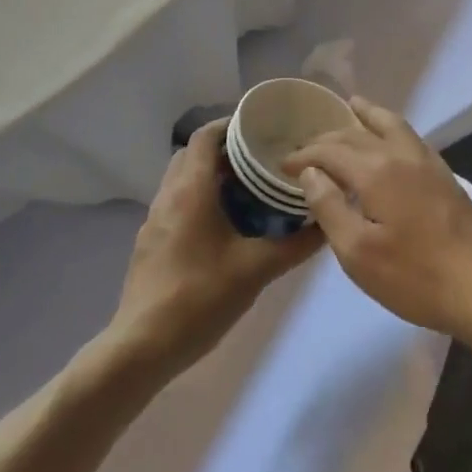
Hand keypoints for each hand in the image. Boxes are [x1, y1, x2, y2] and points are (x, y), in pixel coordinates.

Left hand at [107, 119, 323, 377]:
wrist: (142, 346)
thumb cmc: (200, 297)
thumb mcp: (257, 270)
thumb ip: (296, 245)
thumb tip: (329, 222)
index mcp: (191, 190)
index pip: (205, 136)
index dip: (231, 124)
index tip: (262, 128)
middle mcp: (168, 196)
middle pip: (193, 154)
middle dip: (225, 149)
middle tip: (261, 158)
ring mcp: (155, 220)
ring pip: (183, 179)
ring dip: (211, 175)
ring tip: (249, 188)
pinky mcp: (151, 242)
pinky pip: (177, 203)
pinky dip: (200, 198)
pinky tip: (225, 224)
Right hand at [285, 98, 471, 344]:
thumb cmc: (416, 277)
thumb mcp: (358, 253)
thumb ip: (330, 207)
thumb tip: (310, 173)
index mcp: (376, 171)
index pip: (330, 151)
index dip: (303, 156)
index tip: (281, 165)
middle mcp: (401, 155)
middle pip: (357, 134)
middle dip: (328, 137)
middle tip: (306, 147)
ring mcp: (428, 162)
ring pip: (391, 124)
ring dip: (366, 116)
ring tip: (352, 106)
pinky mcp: (445, 176)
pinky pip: (410, 136)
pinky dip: (391, 126)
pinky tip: (390, 138)